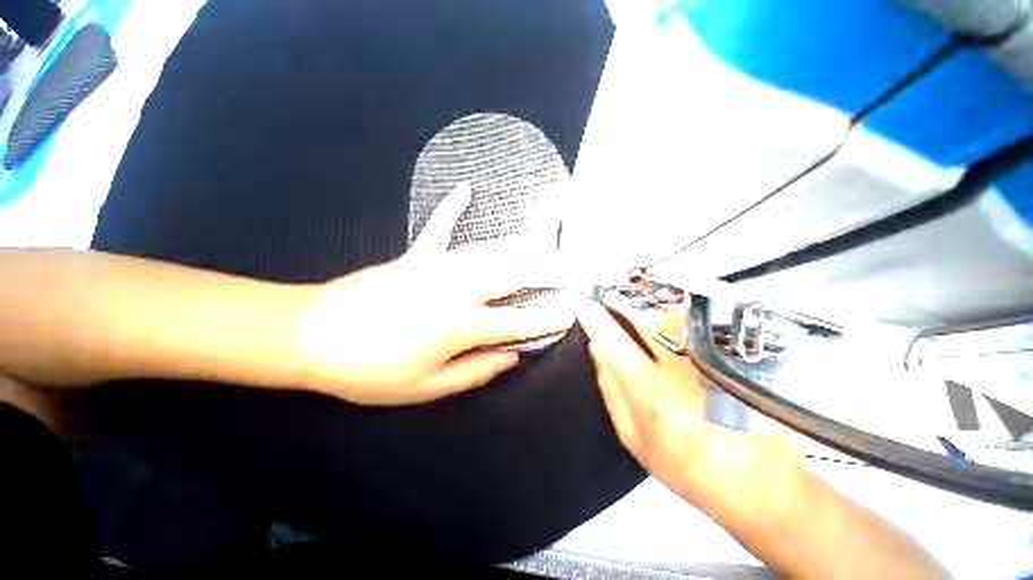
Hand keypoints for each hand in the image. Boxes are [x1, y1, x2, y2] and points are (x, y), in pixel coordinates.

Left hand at [299, 184, 573, 404]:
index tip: (573, 309)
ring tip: (547, 243)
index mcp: (462, 325)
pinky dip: (453, 208)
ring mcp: (438, 267)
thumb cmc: (369, 370)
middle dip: (549, 271)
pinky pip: (440, 228)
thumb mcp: (428, 387)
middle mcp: (458, 289)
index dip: (550, 317)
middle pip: (515, 275)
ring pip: (491, 250)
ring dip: (522, 245)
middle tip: (572, 268)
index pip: (520, 321)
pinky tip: (466, 189)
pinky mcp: (416, 256)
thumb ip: (477, 370)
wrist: (311, 336)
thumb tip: (513, 356)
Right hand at [576, 298, 799, 505]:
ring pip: (677, 322)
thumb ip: (611, 392)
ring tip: (650, 323)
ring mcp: (711, 362)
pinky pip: (699, 331)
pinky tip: (683, 341)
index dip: (597, 321)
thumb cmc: (686, 466)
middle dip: (629, 309)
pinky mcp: (733, 361)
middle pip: (650, 323)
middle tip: (617, 304)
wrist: (758, 485)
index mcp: (650, 390)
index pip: (615, 344)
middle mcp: (681, 369)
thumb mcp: (634, 437)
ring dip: (657, 317)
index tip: (584, 304)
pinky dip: (683, 328)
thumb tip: (598, 352)